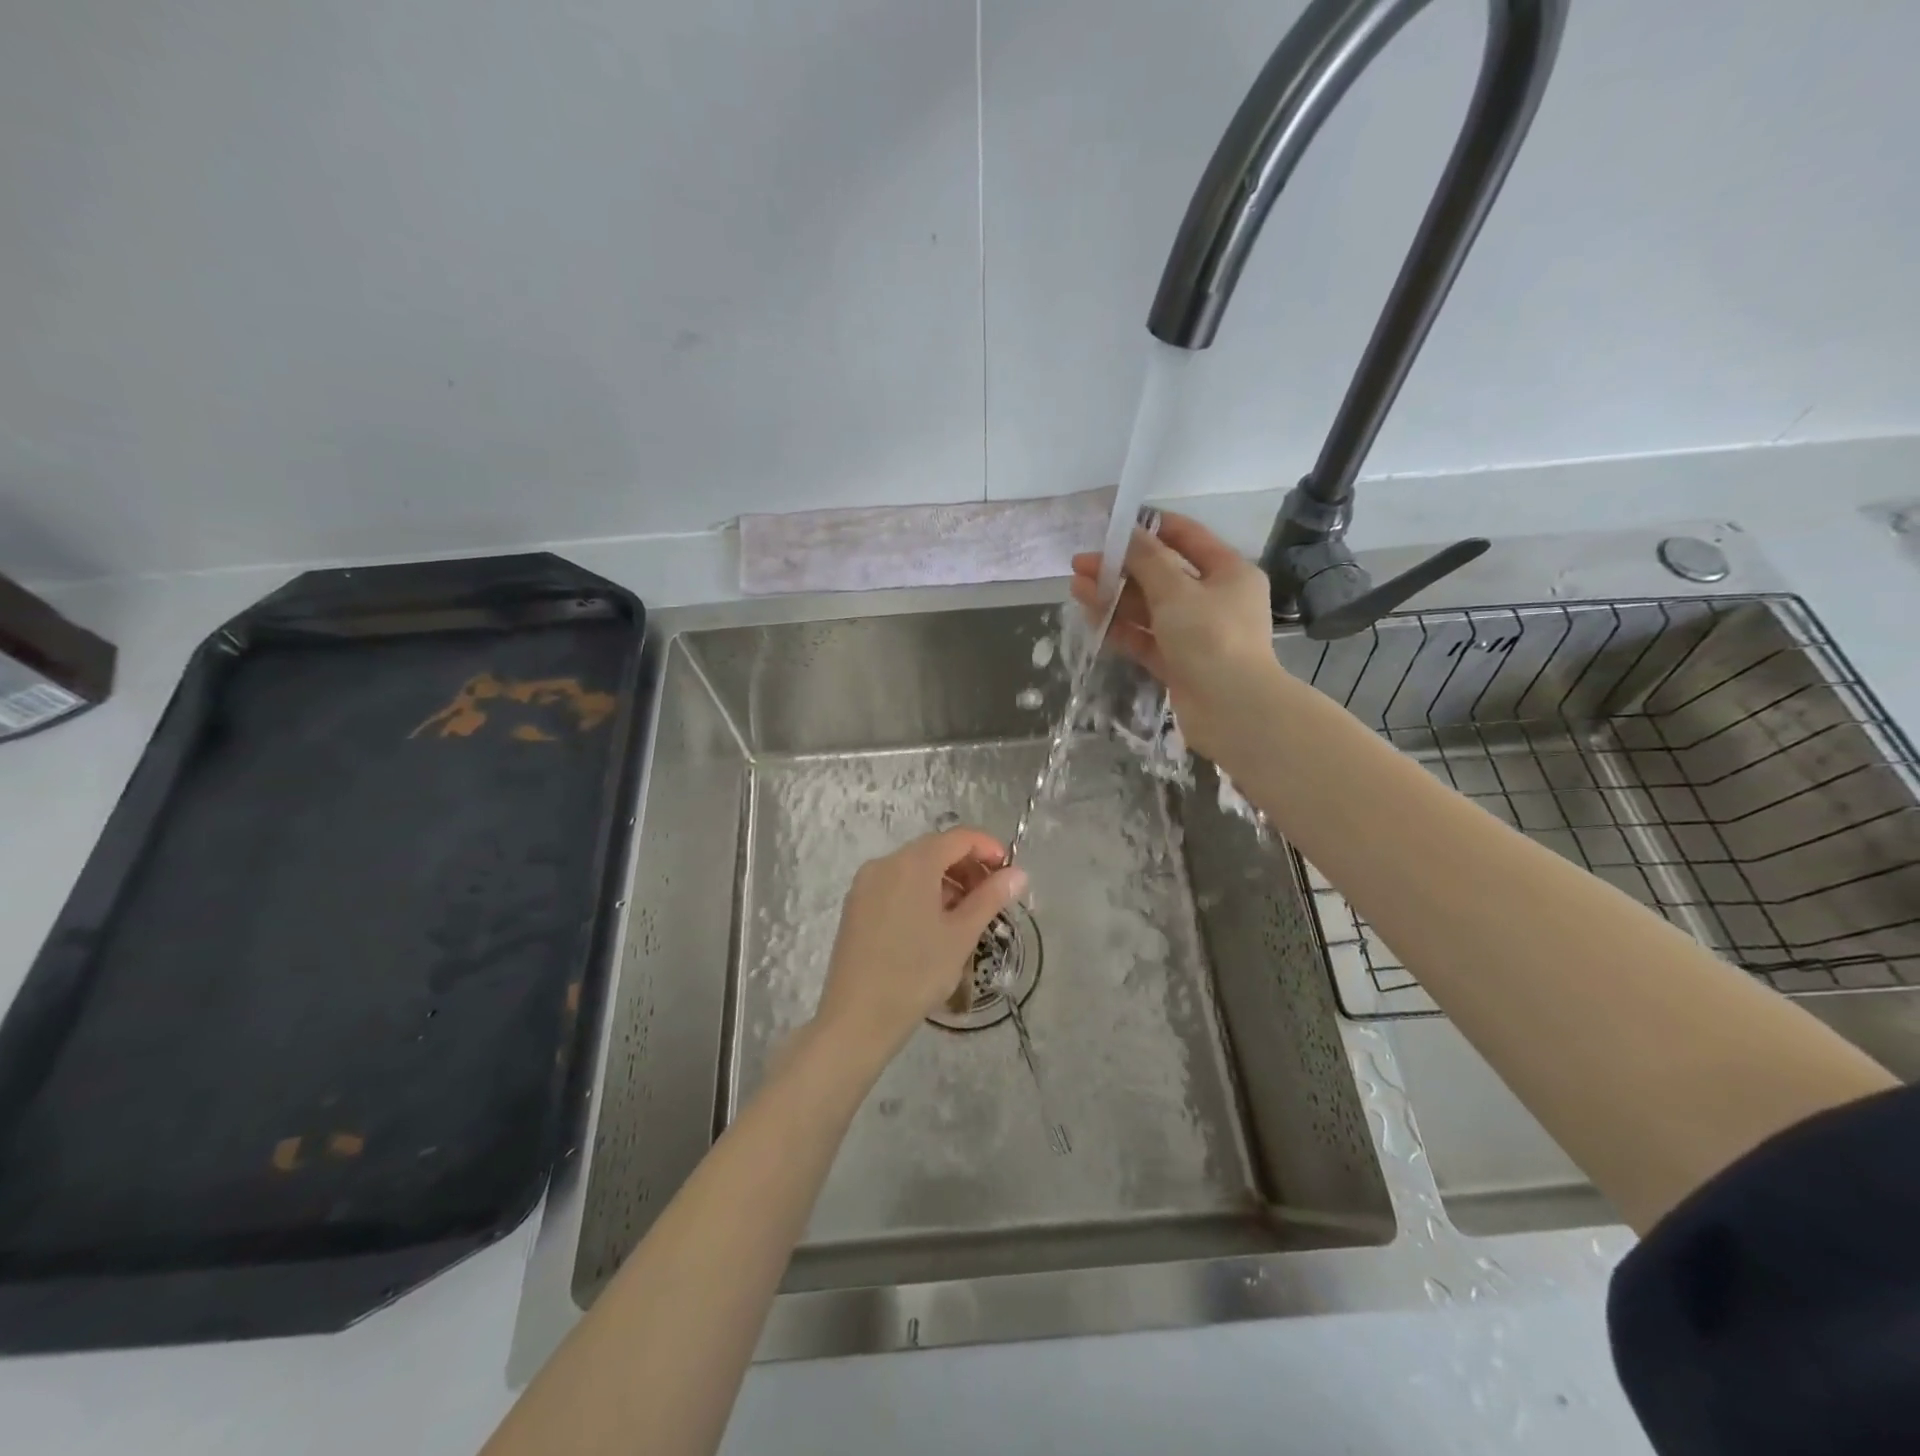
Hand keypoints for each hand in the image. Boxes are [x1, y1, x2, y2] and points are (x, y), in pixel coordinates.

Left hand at [813, 828, 1027, 1062]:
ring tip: (966, 914)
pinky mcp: (855, 906)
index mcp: (912, 863)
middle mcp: (885, 863)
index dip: (988, 848)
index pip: (958, 838)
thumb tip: (1018, 873)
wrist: (856, 1018)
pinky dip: (920, 892)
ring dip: (945, 880)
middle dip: (967, 866)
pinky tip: (933, 924)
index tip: (1009, 872)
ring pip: (914, 868)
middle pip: (934, 850)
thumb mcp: (961, 935)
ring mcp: (865, 884)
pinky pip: (895, 884)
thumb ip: (991, 898)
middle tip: (991, 897)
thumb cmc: (916, 974)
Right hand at [1071, 511, 1277, 762]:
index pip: (1187, 538)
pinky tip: (1092, 616)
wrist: (1231, 710)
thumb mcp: (1176, 591)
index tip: (1113, 526)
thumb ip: (1147, 560)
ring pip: (1150, 608)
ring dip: (1115, 597)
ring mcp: (1196, 634)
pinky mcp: (1179, 663)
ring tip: (1076, 587)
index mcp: (1228, 572)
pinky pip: (1146, 638)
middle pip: (1162, 575)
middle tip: (1081, 564)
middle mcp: (1214, 600)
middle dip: (1121, 568)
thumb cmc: (1211, 637)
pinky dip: (1122, 627)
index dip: (1151, 529)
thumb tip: (1128, 533)